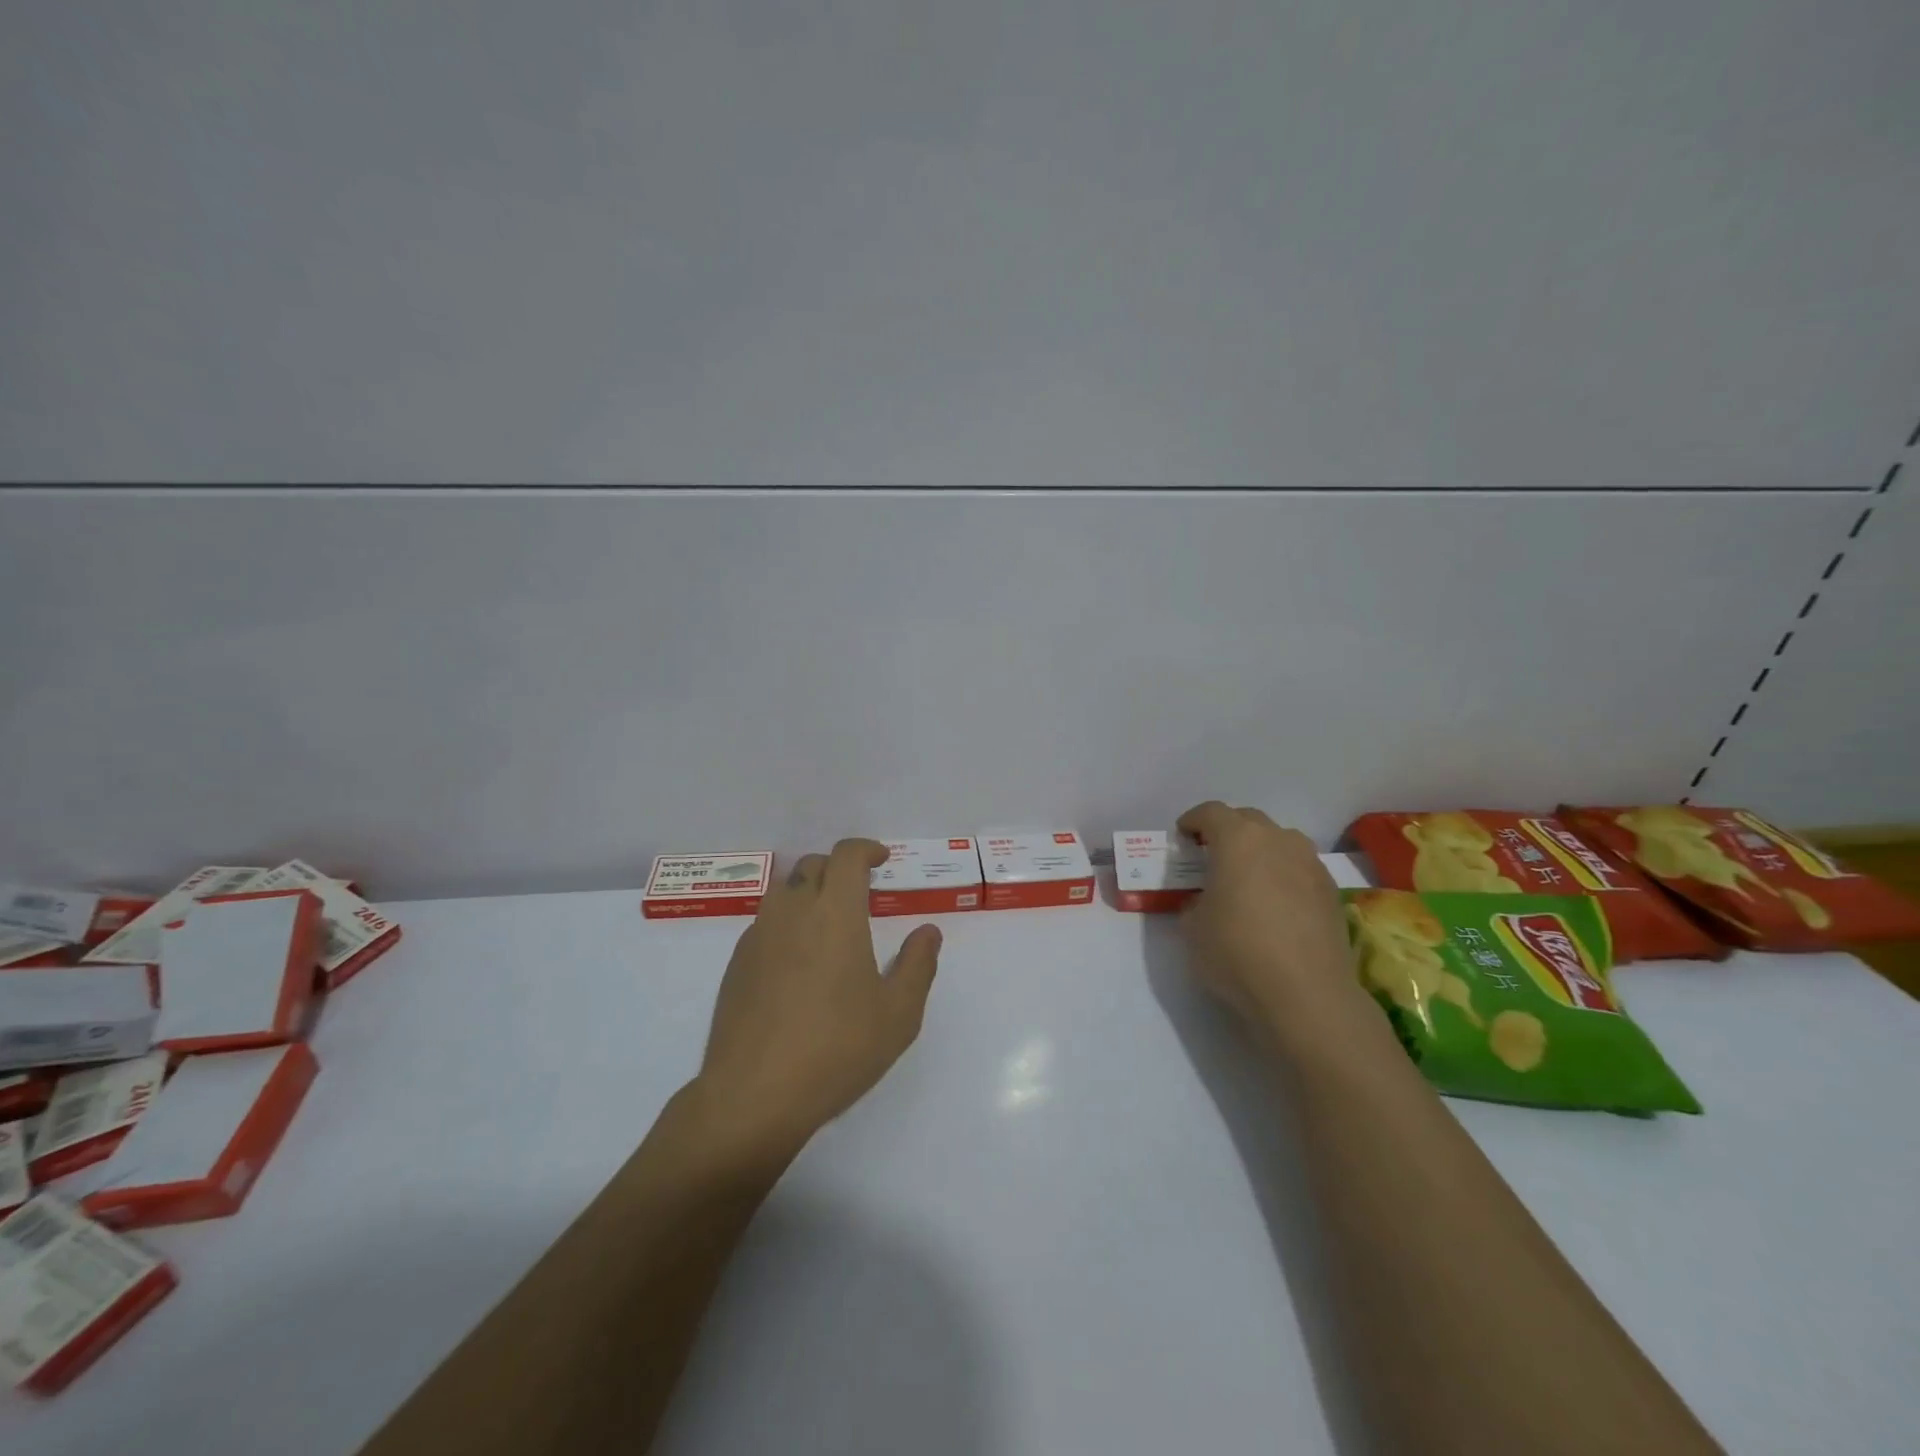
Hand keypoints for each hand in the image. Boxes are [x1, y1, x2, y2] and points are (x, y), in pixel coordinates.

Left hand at [691, 839, 941, 1160]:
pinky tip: (797, 963)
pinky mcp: (736, 964)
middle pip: (813, 866)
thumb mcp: (898, 1015)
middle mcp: (793, 912)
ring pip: (784, 891)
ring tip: (827, 924)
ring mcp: (758, 936)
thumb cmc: (837, 1050)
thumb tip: (928, 932)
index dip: (865, 849)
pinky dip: (786, 923)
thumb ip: (918, 965)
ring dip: (809, 891)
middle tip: (860, 892)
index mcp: (835, 914)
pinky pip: (765, 923)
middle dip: (838, 868)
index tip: (881, 859)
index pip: (846, 856)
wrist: (754, 1095)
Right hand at [1176, 802, 1362, 1031]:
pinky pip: (1300, 869)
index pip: (1211, 812)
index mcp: (1238, 839)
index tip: (1182, 837)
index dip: (1193, 821)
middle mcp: (1278, 840)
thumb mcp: (1193, 928)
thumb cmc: (1237, 952)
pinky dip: (1284, 876)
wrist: (1306, 994)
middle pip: (1248, 820)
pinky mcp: (1332, 892)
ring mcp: (1311, 864)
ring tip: (1247, 880)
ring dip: (1260, 851)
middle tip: (1212, 857)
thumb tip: (1206, 902)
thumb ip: (1195, 903)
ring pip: (1280, 842)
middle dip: (1228, 831)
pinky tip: (1276, 906)